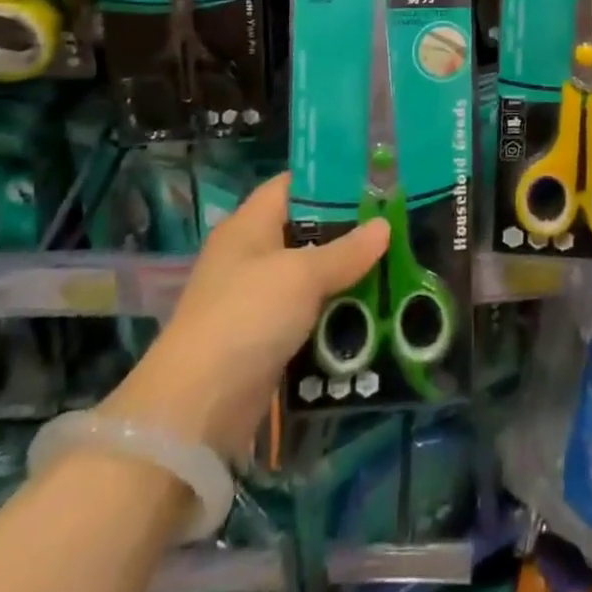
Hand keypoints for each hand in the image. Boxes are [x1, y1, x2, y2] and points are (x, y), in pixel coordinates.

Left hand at [100, 173, 387, 457]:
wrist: (196, 410)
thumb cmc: (247, 317)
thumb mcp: (301, 276)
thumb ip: (345, 251)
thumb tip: (384, 226)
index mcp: (249, 225)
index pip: (292, 186)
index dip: (330, 181)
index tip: (374, 183)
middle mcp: (251, 256)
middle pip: (307, 232)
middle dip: (349, 234)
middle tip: (396, 228)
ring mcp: (256, 300)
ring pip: (311, 278)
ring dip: (347, 279)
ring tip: (396, 270)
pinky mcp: (264, 341)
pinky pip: (308, 317)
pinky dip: (335, 316)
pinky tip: (373, 315)